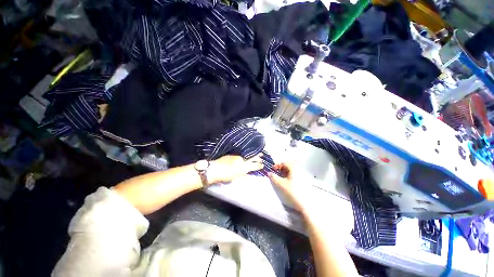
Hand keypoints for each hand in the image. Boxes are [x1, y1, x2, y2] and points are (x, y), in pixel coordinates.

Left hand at [208, 154, 263, 182]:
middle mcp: (242, 160)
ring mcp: (238, 156)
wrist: (215, 169)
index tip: (262, 165)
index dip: (259, 165)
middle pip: (253, 157)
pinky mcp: (233, 154)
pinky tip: (247, 152)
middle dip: (258, 157)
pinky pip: (242, 152)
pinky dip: (246, 152)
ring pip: (248, 154)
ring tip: (257, 152)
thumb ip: (244, 173)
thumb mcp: (237, 176)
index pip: (254, 165)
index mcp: (244, 167)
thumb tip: (249, 171)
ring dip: (253, 153)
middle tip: (262, 155)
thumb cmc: (226, 175)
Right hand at [268, 163, 307, 211]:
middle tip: (276, 173)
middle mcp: (299, 170)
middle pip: (289, 165)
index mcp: (294, 168)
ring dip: (285, 172)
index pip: (284, 163)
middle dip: (281, 168)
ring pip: (292, 170)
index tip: (272, 169)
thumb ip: (273, 177)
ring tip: (281, 178)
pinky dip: (289, 176)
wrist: (305, 204)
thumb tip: (269, 173)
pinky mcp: (304, 181)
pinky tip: (287, 182)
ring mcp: (302, 175)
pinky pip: (295, 174)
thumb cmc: (292, 192)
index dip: (277, 165)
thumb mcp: (280, 184)